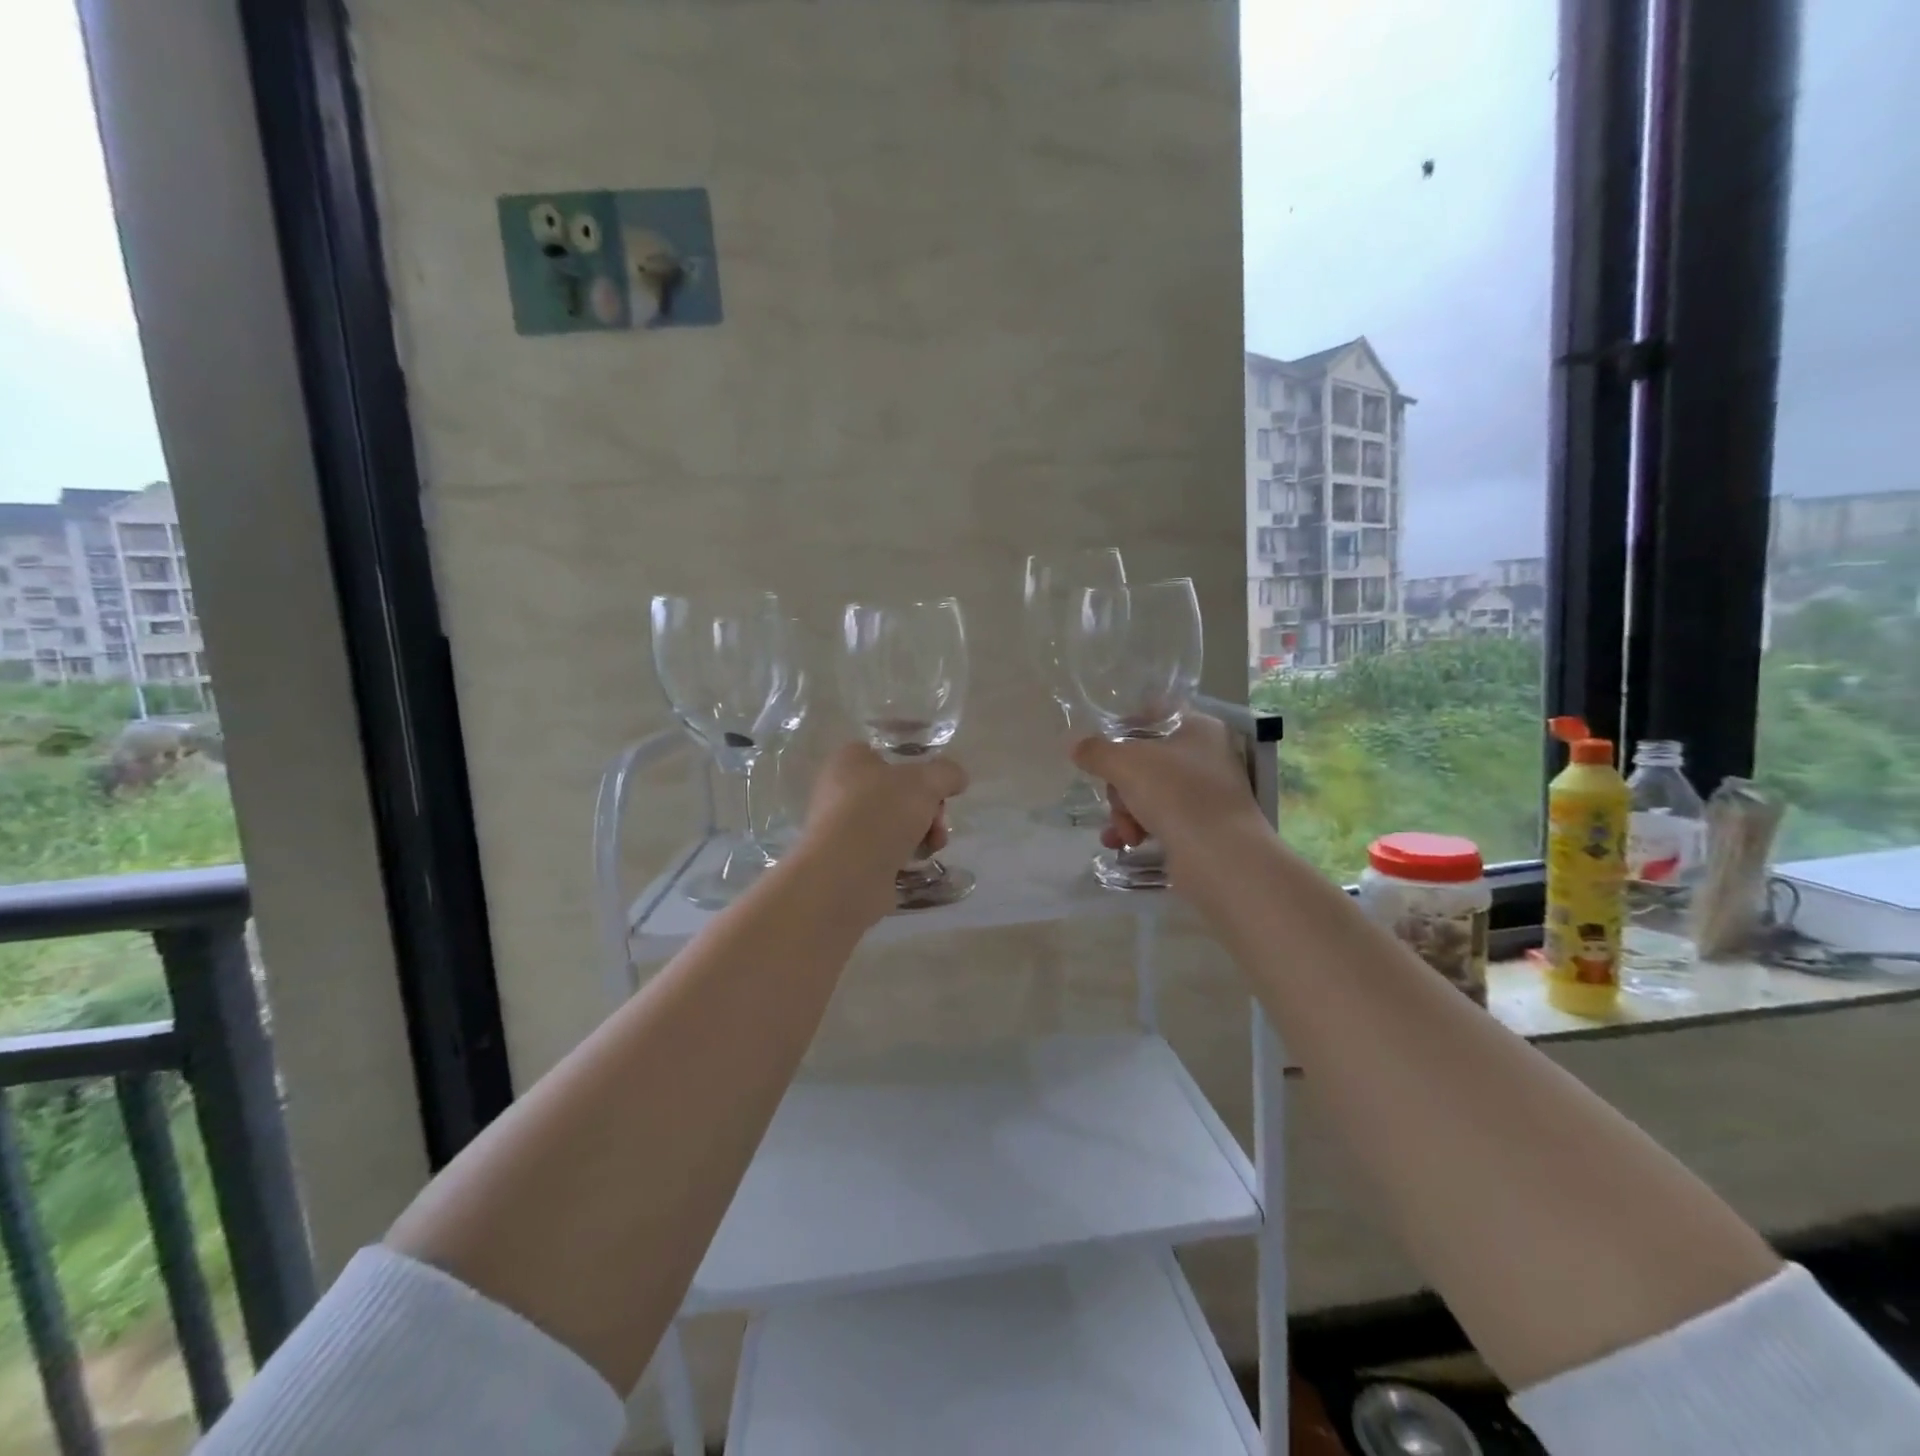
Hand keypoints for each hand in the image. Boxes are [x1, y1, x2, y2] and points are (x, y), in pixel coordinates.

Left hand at [800, 742, 967, 887]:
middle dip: (927, 809)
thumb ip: (946, 773)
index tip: (937, 790)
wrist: (846, 875)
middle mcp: (839, 791)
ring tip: (932, 846)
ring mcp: (841, 828)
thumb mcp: (926, 781)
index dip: (918, 771)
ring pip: (894, 825)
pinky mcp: (847, 861)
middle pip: (897, 794)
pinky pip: (884, 852)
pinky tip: (913, 864)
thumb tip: (957, 777)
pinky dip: (902, 857)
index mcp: (849, 761)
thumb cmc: (881, 812)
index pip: (889, 757)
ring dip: (921, 834)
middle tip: (937, 822)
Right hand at [1071, 714, 1261, 856]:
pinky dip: (1138, 828)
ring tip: (1124, 833)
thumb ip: (1096, 751)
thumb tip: (1077, 747)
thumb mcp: (1125, 763)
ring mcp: (1205, 792)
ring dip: (1125, 811)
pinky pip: (1159, 818)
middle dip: (1120, 786)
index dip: (1122, 728)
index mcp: (1198, 727)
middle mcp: (1206, 755)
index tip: (1100, 749)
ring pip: (1147, 791)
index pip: (1153, 714)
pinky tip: (1124, 843)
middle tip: (1118, 802)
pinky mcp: (1201, 825)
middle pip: (1144, 759)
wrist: (1220, 856)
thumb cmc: (1175, 793)